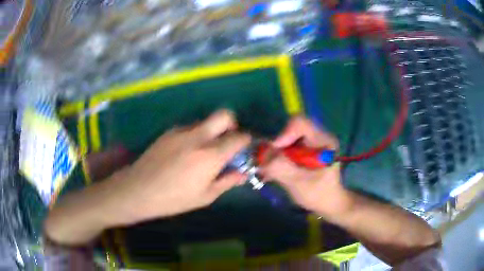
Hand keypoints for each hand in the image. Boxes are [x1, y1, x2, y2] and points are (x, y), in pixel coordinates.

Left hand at [112, 110, 250, 224]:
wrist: (138, 190)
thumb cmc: (174, 199)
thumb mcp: (205, 196)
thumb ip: (227, 181)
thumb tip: (243, 173)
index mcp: (210, 155)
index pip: (238, 137)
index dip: (246, 141)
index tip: (244, 149)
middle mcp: (198, 136)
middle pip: (224, 115)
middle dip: (232, 125)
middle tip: (227, 143)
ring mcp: (181, 131)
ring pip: (205, 122)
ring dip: (211, 132)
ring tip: (202, 153)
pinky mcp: (168, 132)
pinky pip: (189, 128)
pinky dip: (195, 136)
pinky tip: (185, 154)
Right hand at [260, 117, 352, 220]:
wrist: (328, 202)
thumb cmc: (319, 195)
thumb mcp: (300, 184)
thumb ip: (281, 168)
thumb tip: (261, 155)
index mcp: (324, 141)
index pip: (300, 123)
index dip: (283, 135)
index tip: (274, 154)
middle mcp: (318, 136)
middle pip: (290, 129)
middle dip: (277, 146)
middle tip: (268, 164)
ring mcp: (311, 142)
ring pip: (286, 137)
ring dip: (275, 153)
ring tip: (270, 169)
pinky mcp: (304, 149)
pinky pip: (286, 146)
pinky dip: (277, 156)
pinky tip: (274, 170)